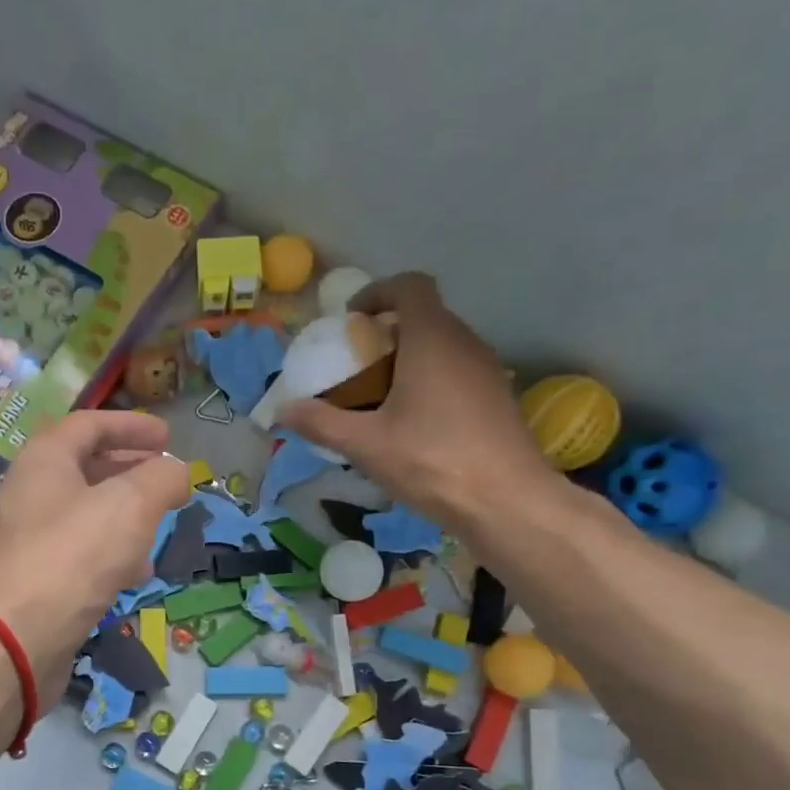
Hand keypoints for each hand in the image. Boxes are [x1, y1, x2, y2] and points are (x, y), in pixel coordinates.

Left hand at [0, 410, 190, 697]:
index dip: (131, 425)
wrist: (11, 641)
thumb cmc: (71, 557)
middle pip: (86, 469)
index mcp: (44, 461)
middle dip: (131, 470)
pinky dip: (112, 554)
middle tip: (167, 480)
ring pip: (86, 515)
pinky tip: (136, 574)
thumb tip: (177, 471)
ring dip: (126, 516)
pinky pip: (80, 554)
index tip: (168, 437)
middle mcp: (31, 494)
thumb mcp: (129, 505)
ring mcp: (30, 540)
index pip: (89, 425)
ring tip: (160, 528)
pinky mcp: (36, 581)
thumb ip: (161, 478)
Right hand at [277, 273, 558, 527]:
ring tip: (379, 398)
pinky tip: (413, 424)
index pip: (410, 286)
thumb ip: (321, 423)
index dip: (378, 292)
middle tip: (356, 367)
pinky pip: (457, 372)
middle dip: (386, 333)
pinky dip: (430, 381)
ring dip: (408, 359)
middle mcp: (465, 343)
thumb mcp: (365, 444)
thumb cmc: (432, 461)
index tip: (351, 320)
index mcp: (432, 339)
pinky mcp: (498, 398)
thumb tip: (282, 410)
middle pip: (424, 317)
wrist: (507, 502)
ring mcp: (487, 370)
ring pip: (442, 346)